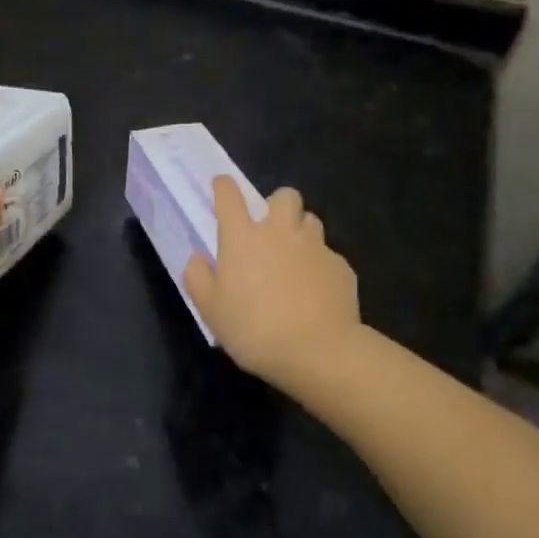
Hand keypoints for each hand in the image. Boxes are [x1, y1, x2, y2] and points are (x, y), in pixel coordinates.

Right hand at [184, 179, 360, 382]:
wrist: (318, 351)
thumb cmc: (254, 329)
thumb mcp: (210, 310)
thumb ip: (198, 278)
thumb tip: (198, 258)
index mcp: (242, 237)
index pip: (229, 195)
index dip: (223, 186)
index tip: (221, 187)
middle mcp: (279, 231)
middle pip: (284, 196)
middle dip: (277, 204)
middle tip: (270, 229)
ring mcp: (315, 246)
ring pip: (311, 220)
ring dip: (301, 231)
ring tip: (295, 258)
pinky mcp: (341, 267)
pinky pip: (329, 256)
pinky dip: (320, 266)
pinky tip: (316, 291)